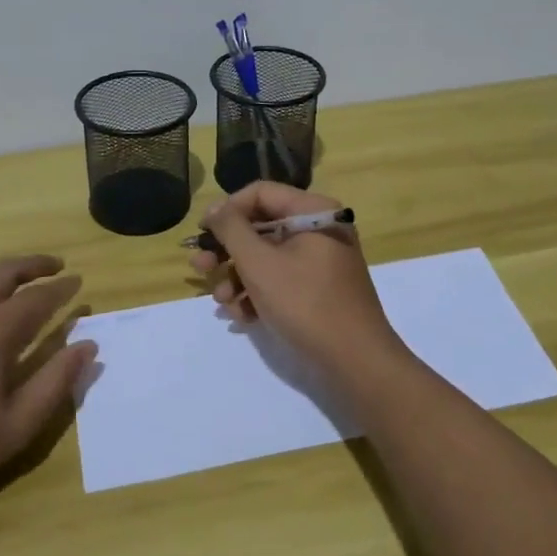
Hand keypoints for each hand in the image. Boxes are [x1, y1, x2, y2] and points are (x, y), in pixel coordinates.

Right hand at [190, 182, 409, 386]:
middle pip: (260, 226)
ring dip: (237, 277)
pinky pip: (280, 279)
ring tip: (222, 302)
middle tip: (200, 268)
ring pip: (266, 257)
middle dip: (227, 250)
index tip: (202, 233)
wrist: (356, 362)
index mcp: (313, 212)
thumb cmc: (305, 303)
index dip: (226, 210)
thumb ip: (231, 229)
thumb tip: (215, 208)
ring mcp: (320, 261)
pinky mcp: (318, 289)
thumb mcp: (259, 263)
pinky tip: (241, 316)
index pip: (260, 193)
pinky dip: (258, 293)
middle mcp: (319, 229)